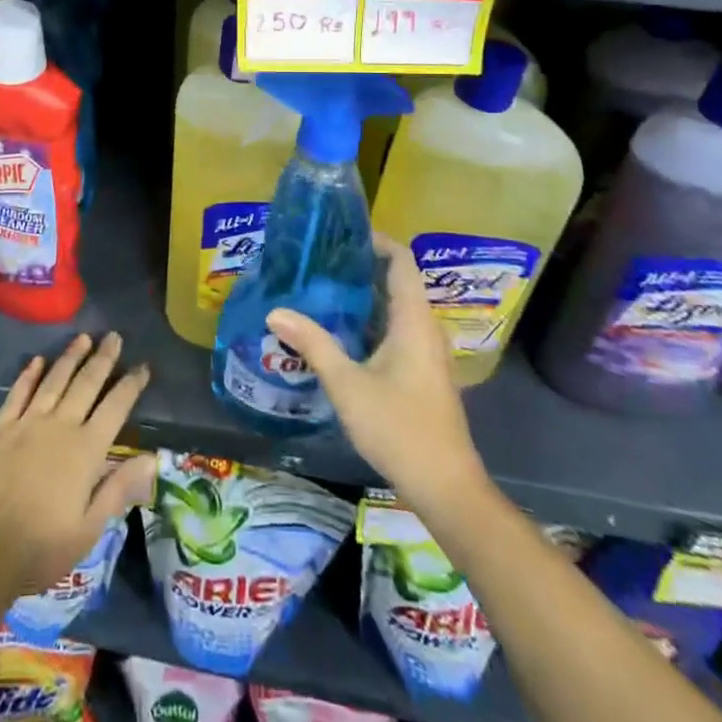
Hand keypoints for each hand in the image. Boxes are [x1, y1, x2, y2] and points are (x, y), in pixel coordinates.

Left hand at [0, 332, 155, 596]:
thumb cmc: (42, 546)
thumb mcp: (90, 528)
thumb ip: (119, 488)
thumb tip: (152, 457)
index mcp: (86, 450)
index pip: (115, 407)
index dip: (131, 385)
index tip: (143, 365)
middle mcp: (60, 426)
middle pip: (86, 383)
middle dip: (103, 358)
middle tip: (114, 336)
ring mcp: (28, 422)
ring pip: (55, 380)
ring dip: (70, 357)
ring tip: (83, 338)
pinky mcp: (1, 427)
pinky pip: (18, 393)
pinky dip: (29, 374)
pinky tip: (37, 360)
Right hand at [266, 235, 487, 504]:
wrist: (446, 487)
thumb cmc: (399, 428)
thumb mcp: (347, 384)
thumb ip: (312, 343)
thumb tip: (275, 311)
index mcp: (414, 320)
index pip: (402, 261)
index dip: (377, 240)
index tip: (341, 233)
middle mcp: (425, 329)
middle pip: (398, 281)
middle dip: (362, 266)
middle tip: (320, 259)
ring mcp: (427, 353)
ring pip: (396, 308)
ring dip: (365, 295)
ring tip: (323, 287)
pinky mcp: (423, 373)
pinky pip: (397, 329)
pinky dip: (371, 319)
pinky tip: (340, 330)